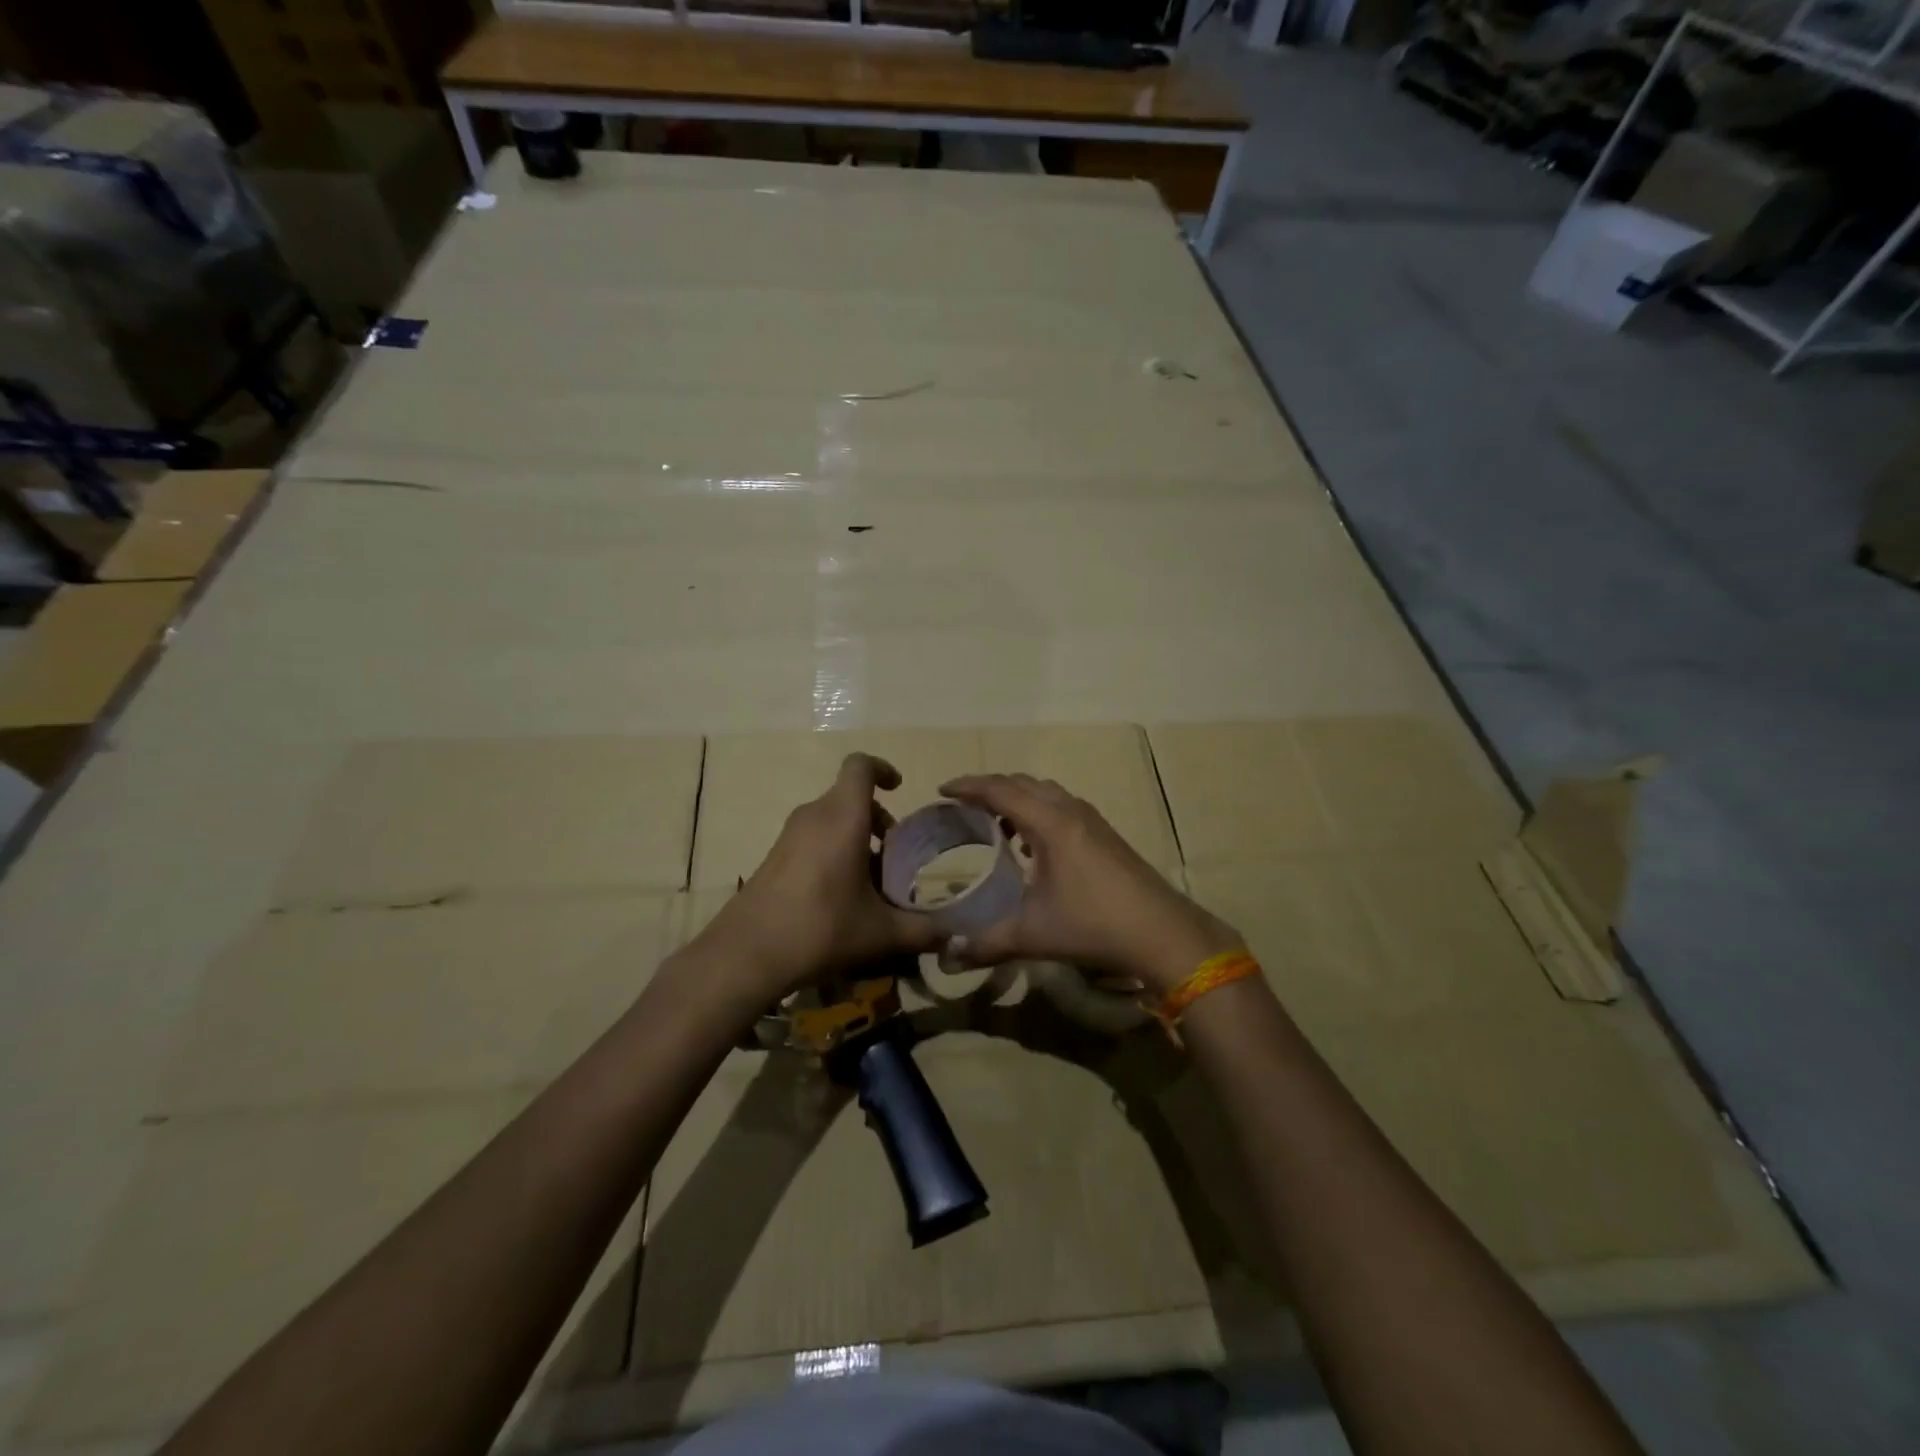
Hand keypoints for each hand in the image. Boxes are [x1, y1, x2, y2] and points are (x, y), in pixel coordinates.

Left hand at [693, 753, 944, 1006]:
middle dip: (876, 819)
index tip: (899, 789)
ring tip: (871, 882)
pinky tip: (840, 897)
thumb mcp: (881, 932)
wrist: (747, 954)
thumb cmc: (821, 928)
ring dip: (855, 838)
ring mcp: (789, 836)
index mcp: (843, 817)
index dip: (882, 769)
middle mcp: (814, 816)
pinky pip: (812, 838)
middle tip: (894, 856)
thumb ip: (923, 931)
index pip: (860, 766)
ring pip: (831, 819)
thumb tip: (954, 938)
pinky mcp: (774, 857)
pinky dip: (833, 852)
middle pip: (849, 797)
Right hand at [939, 773, 1242, 995]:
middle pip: (1022, 783)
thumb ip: (986, 943)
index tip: (942, 790)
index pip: (1000, 790)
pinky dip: (1038, 811)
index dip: (968, 786)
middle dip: (990, 787)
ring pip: (1046, 791)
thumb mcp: (1032, 934)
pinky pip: (1062, 806)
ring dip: (1017, 798)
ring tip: (995, 823)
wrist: (1161, 932)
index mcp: (1049, 823)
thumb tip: (948, 957)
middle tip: (963, 804)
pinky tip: (1033, 846)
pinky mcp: (1105, 833)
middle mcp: (1070, 811)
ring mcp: (1091, 820)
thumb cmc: (1093, 925)